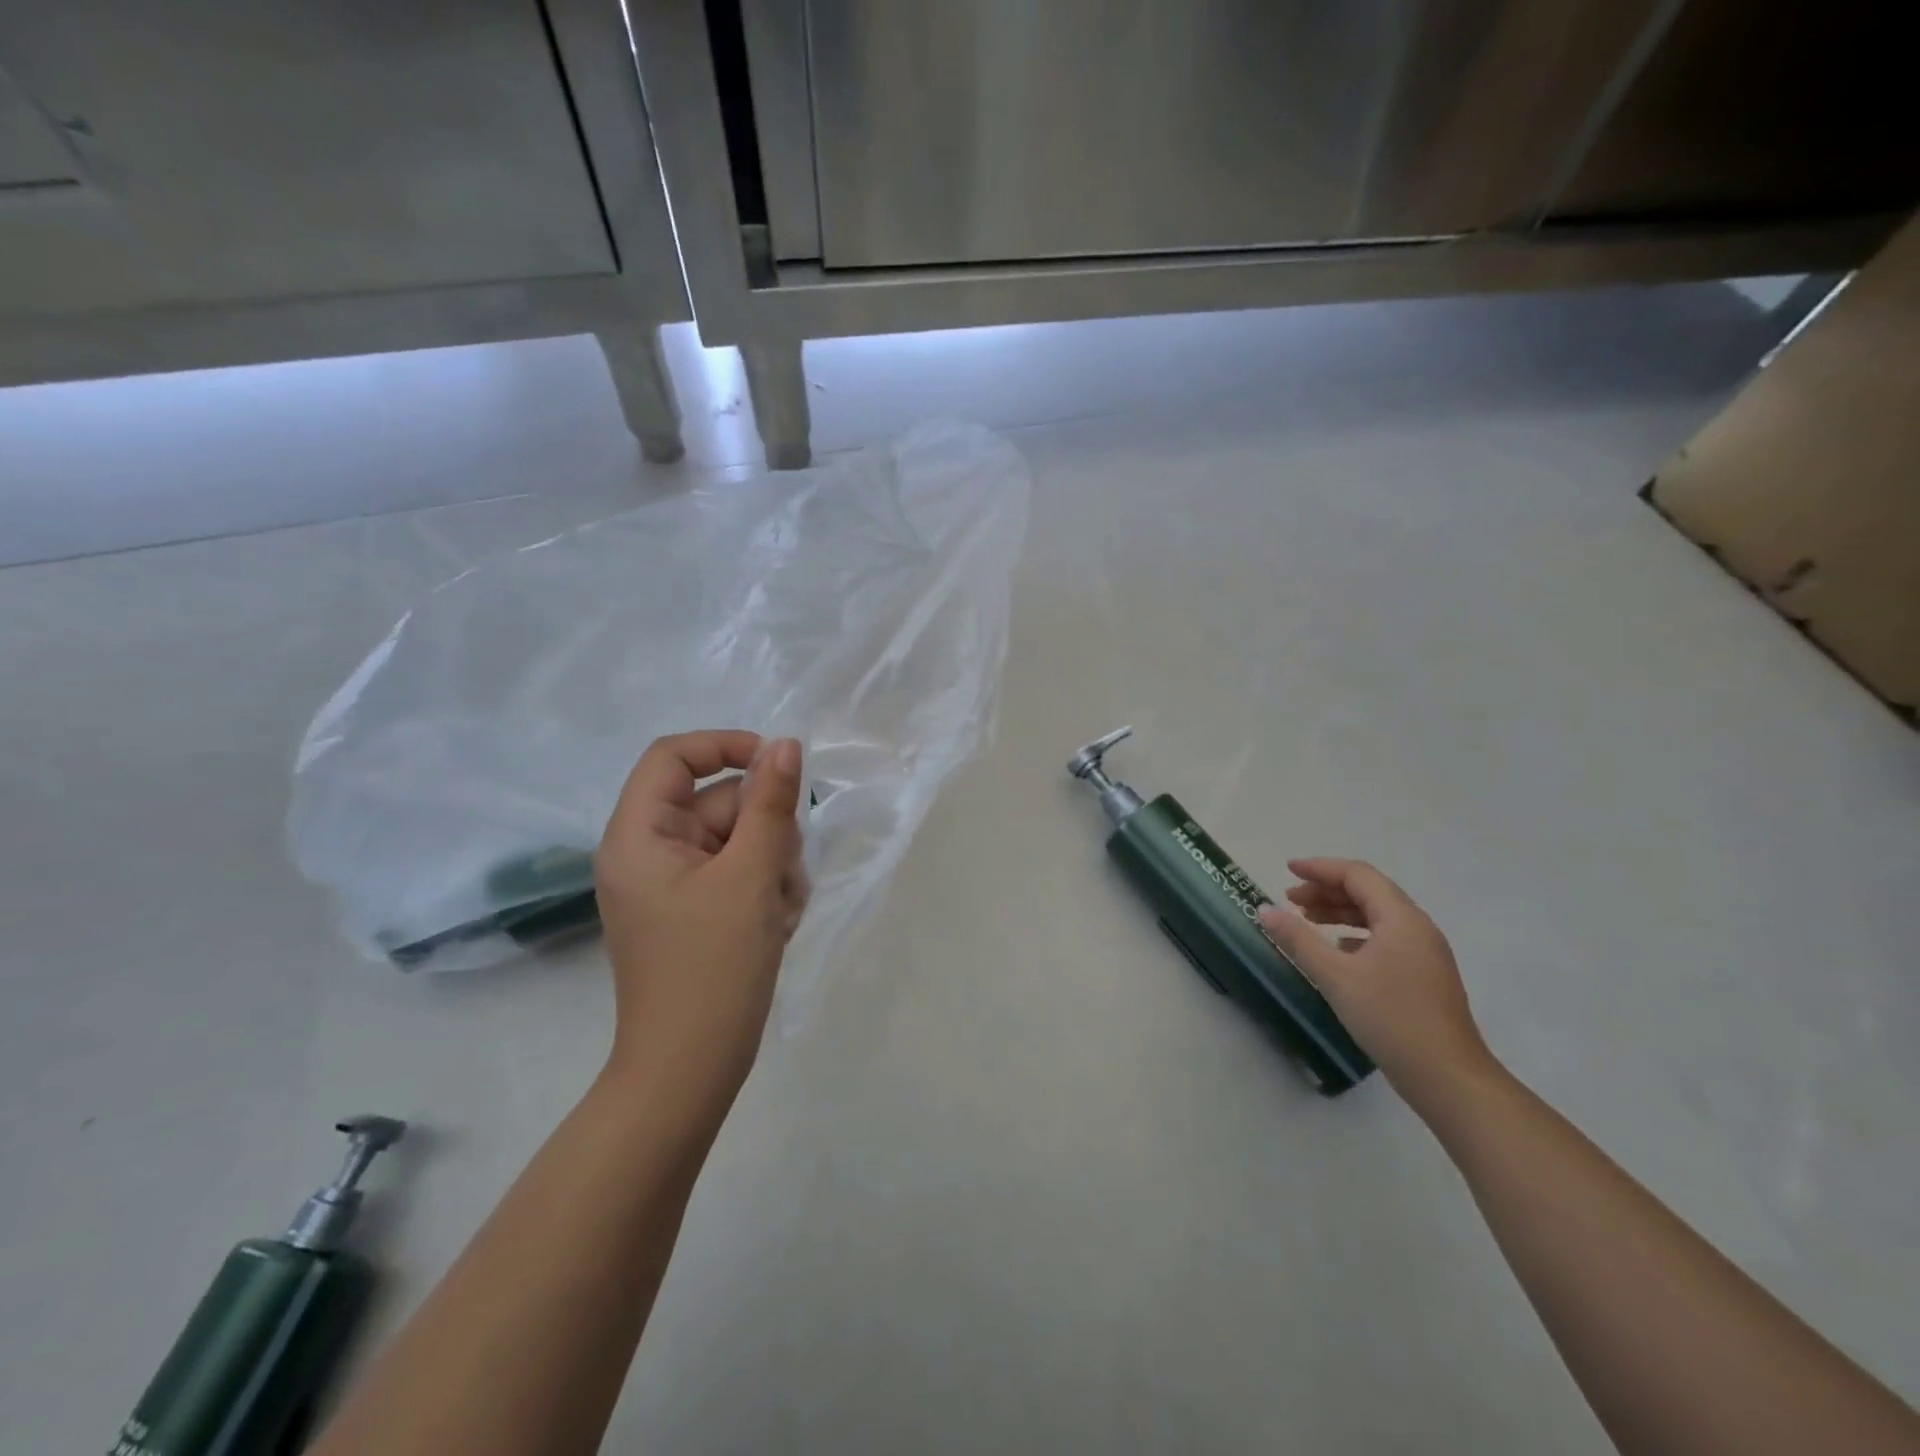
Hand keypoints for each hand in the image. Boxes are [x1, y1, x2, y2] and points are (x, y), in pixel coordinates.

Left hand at [594, 731, 807, 1110]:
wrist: (690, 1070)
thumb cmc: (714, 968)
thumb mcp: (752, 876)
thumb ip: (771, 804)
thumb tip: (786, 745)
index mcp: (639, 836)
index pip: (674, 757)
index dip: (727, 747)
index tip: (779, 765)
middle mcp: (647, 852)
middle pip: (717, 802)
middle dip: (763, 829)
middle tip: (783, 874)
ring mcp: (670, 884)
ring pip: (736, 839)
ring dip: (771, 864)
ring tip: (779, 910)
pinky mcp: (692, 910)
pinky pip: (735, 873)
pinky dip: (762, 888)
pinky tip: (775, 924)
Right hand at [1257, 858, 1492, 1103]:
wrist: (1448, 1078)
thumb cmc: (1390, 1018)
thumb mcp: (1335, 976)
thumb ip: (1298, 939)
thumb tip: (1264, 910)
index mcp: (1401, 918)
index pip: (1357, 875)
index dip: (1320, 868)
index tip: (1287, 870)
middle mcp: (1417, 928)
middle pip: (1368, 892)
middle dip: (1327, 891)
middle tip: (1290, 900)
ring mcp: (1424, 953)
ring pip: (1377, 916)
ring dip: (1340, 912)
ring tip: (1307, 921)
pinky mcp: (1424, 976)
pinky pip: (1385, 939)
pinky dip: (1355, 935)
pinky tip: (1337, 952)